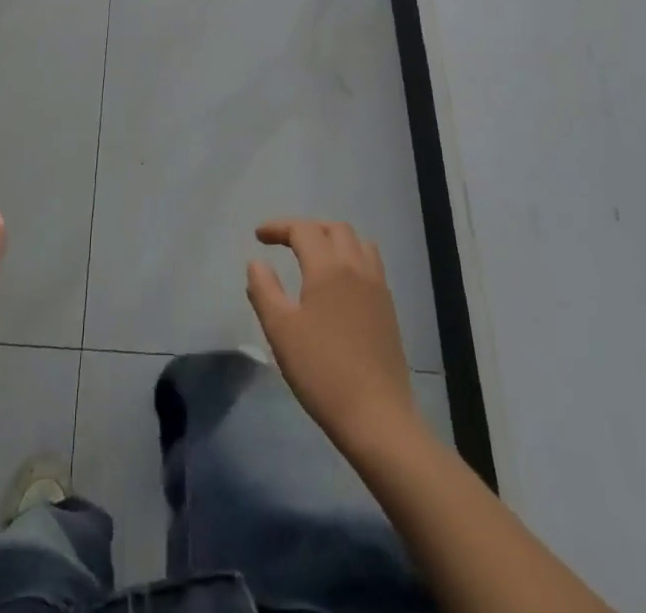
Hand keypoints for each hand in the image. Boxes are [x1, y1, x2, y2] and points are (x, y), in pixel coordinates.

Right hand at [247, 219, 422, 454]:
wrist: (377, 417)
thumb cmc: (321, 370)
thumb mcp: (280, 330)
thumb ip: (264, 289)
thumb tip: (257, 262)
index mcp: (328, 267)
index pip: (302, 230)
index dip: (278, 227)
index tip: (259, 236)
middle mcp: (356, 267)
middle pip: (334, 228)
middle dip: (307, 228)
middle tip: (285, 243)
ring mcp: (377, 287)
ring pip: (358, 243)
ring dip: (333, 239)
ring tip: (314, 257)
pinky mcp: (388, 309)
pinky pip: (370, 264)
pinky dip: (351, 258)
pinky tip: (338, 284)